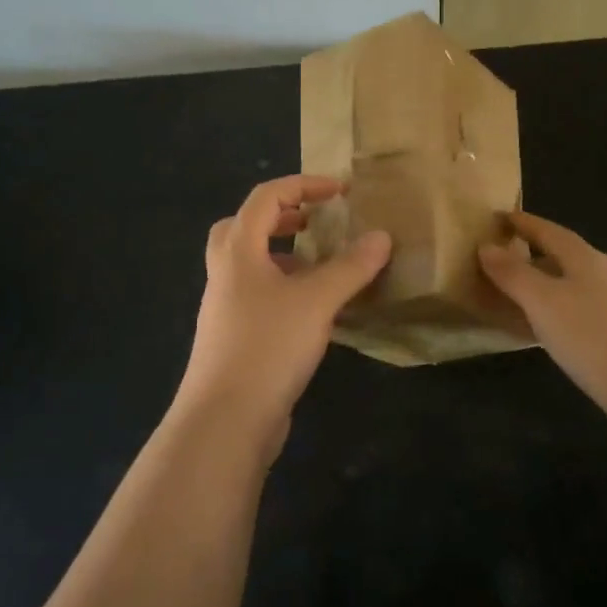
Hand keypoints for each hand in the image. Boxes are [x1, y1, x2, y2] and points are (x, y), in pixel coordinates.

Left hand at [176, 175, 390, 450]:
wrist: (224, 421)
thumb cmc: (268, 345)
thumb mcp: (317, 300)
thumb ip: (351, 266)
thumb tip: (382, 235)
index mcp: (238, 251)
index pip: (266, 197)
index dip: (304, 185)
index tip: (341, 191)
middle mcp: (225, 273)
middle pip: (245, 226)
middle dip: (282, 216)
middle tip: (315, 222)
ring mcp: (225, 308)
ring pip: (251, 264)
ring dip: (284, 255)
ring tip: (321, 265)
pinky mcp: (234, 338)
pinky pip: (258, 296)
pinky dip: (284, 289)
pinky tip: (314, 310)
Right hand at [479, 211, 606, 450]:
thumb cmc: (596, 338)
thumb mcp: (544, 301)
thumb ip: (513, 273)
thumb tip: (486, 245)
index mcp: (585, 259)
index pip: (547, 230)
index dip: (521, 222)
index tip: (495, 218)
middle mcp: (600, 278)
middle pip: (558, 258)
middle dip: (526, 255)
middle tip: (491, 258)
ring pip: (564, 289)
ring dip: (535, 288)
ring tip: (504, 294)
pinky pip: (571, 317)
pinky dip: (547, 317)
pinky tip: (536, 333)